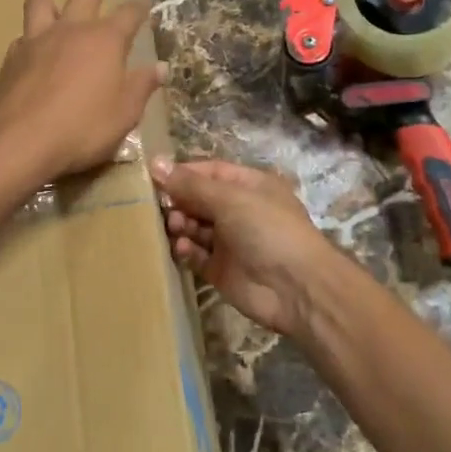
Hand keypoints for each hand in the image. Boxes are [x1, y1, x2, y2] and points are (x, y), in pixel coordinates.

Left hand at [0, 0, 165, 182]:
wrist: (21, 140)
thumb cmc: (83, 127)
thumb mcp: (124, 113)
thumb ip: (142, 87)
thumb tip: (159, 68)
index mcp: (105, 40)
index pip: (129, 14)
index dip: (139, 8)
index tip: (145, 3)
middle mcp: (72, 30)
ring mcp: (37, 39)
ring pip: (41, 3)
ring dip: (51, 1)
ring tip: (54, 5)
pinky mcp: (12, 57)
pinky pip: (23, 36)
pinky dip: (32, 39)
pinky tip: (33, 51)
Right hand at [151, 157, 344, 337]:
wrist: (297, 288)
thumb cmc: (267, 229)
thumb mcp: (230, 199)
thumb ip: (190, 185)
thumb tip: (155, 163)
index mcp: (248, 185)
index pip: (209, 172)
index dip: (182, 173)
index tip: (153, 177)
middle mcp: (239, 210)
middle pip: (198, 199)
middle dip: (178, 201)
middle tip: (163, 209)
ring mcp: (230, 241)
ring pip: (194, 227)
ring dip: (180, 225)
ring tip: (175, 227)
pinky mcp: (221, 270)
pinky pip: (195, 254)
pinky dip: (186, 250)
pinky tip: (182, 249)